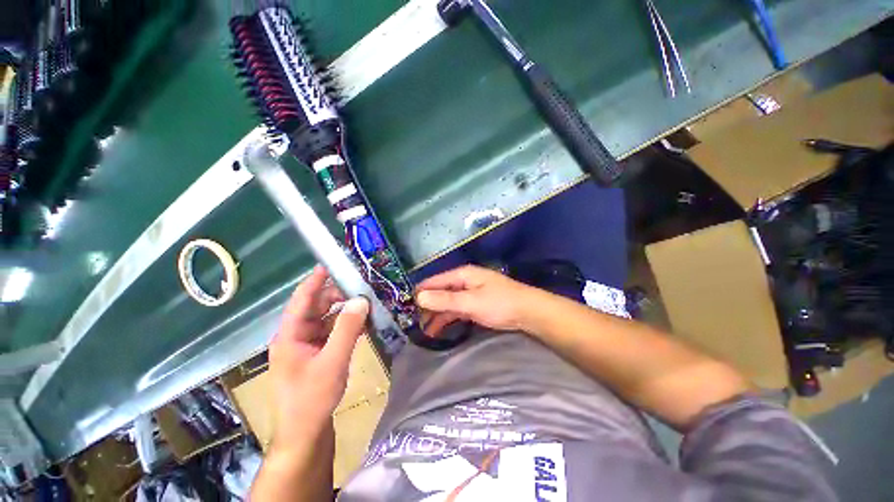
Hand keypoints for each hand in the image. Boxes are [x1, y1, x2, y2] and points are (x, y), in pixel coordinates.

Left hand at [268, 265, 368, 454]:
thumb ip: (347, 329)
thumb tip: (360, 300)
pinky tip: (363, 325)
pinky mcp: (318, 354)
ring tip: (367, 305)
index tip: (332, 264)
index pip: (302, 299)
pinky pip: (333, 333)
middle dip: (338, 297)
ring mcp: (307, 346)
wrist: (305, 434)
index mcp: (290, 335)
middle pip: (318, 307)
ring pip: (327, 319)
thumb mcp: (332, 361)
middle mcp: (297, 336)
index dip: (316, 280)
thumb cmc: (311, 398)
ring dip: (346, 312)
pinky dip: (347, 327)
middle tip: (362, 290)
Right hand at [416, 265, 539, 335]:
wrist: (528, 312)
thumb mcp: (470, 302)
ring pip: (447, 302)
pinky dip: (448, 318)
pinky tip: (439, 329)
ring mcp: (470, 293)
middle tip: (414, 323)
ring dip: (437, 315)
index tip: (405, 306)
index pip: (435, 281)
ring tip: (424, 331)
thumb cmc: (499, 303)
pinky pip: (456, 310)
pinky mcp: (475, 305)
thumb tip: (419, 297)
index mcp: (462, 275)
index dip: (420, 292)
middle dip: (427, 306)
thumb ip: (445, 300)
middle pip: (440, 292)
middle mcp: (464, 281)